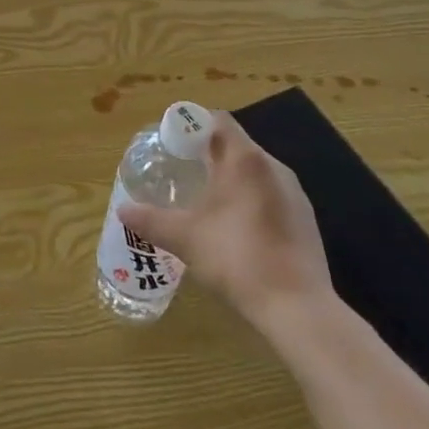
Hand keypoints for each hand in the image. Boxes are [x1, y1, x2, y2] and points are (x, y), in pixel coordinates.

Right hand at [118, 111, 332, 325]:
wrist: (297, 308)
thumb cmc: (237, 258)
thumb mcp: (184, 238)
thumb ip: (151, 220)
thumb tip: (123, 211)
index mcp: (245, 160)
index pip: (218, 120)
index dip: (192, 125)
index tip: (172, 142)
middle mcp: (274, 167)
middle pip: (236, 145)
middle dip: (207, 154)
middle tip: (180, 171)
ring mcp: (294, 194)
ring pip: (255, 172)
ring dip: (230, 178)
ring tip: (204, 200)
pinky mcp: (305, 220)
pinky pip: (270, 195)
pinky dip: (249, 200)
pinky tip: (234, 229)